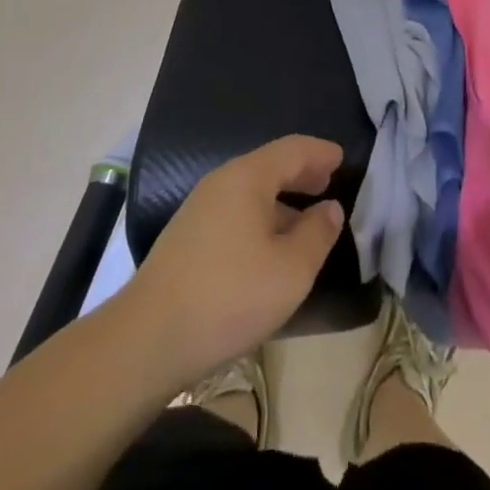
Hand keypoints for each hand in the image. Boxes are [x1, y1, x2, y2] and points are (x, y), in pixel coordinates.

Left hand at [124, 136, 345, 387]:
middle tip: (327, 181)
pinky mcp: (187, 236)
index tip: (342, 158)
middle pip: (270, 165)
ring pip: (251, 190)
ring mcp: (200, 208)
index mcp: (248, 177)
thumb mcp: (290, 271)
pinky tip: (269, 245)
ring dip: (281, 198)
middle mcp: (222, 181)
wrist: (147, 340)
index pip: (293, 149)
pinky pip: (235, 210)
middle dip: (301, 171)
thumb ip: (317, 234)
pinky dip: (261, 215)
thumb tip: (330, 208)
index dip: (320, 152)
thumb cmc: (228, 297)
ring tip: (305, 217)